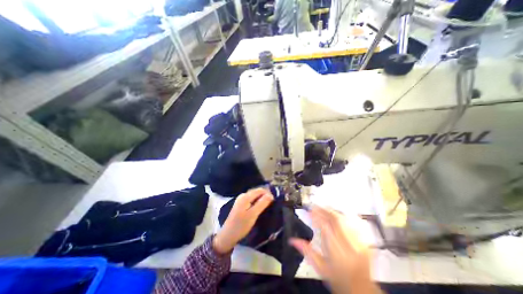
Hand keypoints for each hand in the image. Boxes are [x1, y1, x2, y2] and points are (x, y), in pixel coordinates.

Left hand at [213, 188, 274, 254]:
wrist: (228, 236)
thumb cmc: (241, 225)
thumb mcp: (253, 214)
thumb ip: (262, 203)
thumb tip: (271, 195)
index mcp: (245, 196)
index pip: (260, 190)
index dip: (268, 193)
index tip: (275, 201)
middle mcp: (243, 195)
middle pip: (257, 192)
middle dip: (265, 196)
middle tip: (272, 204)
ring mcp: (241, 200)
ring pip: (255, 196)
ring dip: (262, 199)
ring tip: (268, 206)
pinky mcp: (241, 205)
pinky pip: (252, 200)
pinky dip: (257, 202)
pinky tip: (260, 208)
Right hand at [291, 205, 375, 292]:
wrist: (361, 290)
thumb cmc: (338, 279)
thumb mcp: (320, 267)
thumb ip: (306, 251)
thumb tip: (293, 240)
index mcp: (334, 249)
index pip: (324, 225)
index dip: (316, 215)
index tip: (309, 210)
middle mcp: (347, 243)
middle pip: (335, 219)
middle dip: (323, 209)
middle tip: (315, 206)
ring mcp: (357, 241)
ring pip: (344, 219)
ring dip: (332, 211)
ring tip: (324, 208)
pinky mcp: (363, 240)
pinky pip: (353, 223)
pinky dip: (343, 216)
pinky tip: (338, 214)